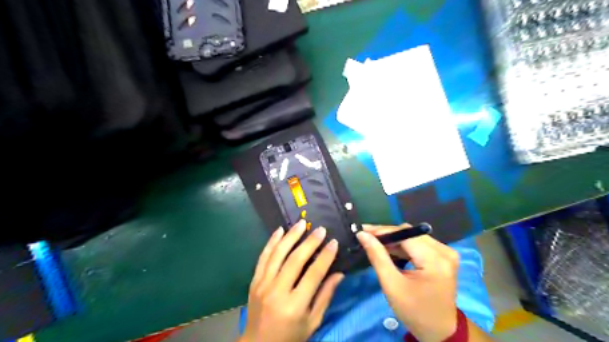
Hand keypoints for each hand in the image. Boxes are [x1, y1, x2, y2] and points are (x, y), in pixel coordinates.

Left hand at [240, 220, 343, 341]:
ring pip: (278, 254)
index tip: (333, 242)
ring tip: (301, 223)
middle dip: (309, 242)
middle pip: (295, 260)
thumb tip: (339, 273)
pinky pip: (263, 257)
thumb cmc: (290, 336)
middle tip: (320, 229)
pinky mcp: (254, 281)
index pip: (313, 275)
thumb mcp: (312, 322)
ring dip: (290, 236)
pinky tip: (279, 230)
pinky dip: (271, 242)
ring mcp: (263, 284)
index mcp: (294, 306)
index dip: (325, 257)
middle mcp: (277, 292)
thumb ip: (325, 296)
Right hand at [358, 224, 456, 340]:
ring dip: (394, 240)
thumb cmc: (414, 311)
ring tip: (375, 244)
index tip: (363, 231)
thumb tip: (363, 234)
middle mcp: (445, 251)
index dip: (383, 231)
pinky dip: (404, 246)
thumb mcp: (392, 285)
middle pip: (410, 233)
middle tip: (367, 238)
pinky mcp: (444, 256)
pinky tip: (390, 250)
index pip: (405, 234)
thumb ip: (377, 256)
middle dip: (387, 235)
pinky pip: (420, 243)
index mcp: (435, 260)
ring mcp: (446, 253)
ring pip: (413, 237)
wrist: (439, 331)